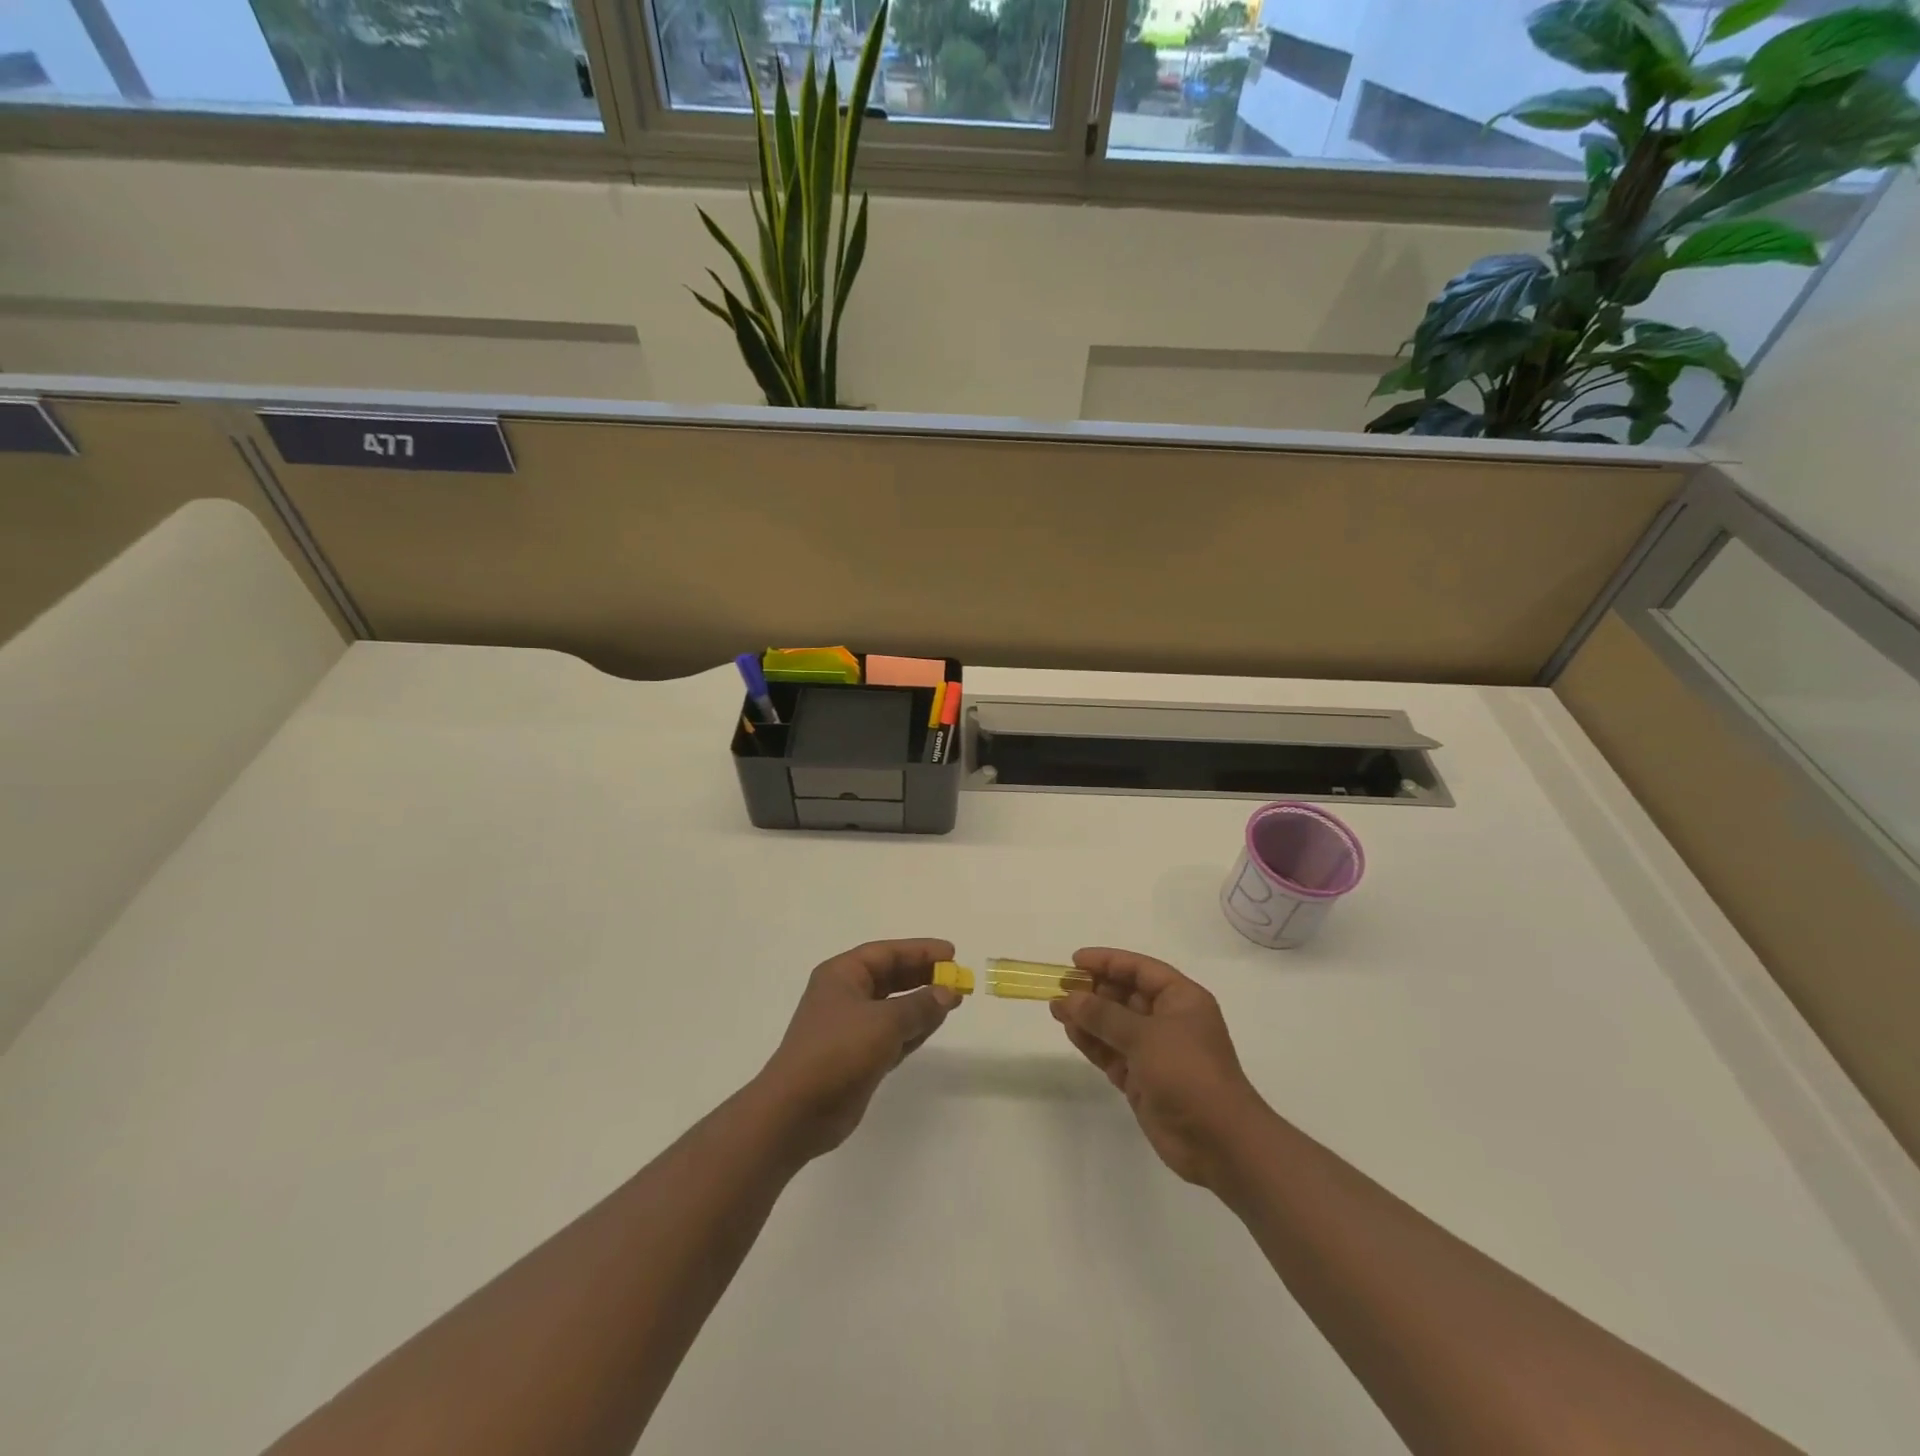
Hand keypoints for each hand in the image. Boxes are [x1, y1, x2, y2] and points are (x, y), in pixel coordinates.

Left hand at [757, 938, 961, 1159]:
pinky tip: (935, 1024)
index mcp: (842, 975)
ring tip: (954, 999)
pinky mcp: (859, 1057)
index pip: (886, 953)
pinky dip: (914, 1029)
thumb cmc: (837, 1052)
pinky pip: (893, 1034)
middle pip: (891, 977)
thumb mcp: (884, 1022)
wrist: (797, 1111)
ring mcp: (851, 1028)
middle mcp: (846, 996)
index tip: (952, 953)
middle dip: (923, 976)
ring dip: (922, 1003)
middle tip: (957, 977)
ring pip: (894, 1007)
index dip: (920, 951)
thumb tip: (947, 992)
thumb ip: (919, 1005)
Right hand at [1051, 947, 1267, 1188]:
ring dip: (1087, 1016)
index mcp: (1182, 999)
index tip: (1075, 960)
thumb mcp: (1145, 1036)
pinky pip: (1112, 1052)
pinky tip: (1070, 1032)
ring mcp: (1155, 1052)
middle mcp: (1169, 1020)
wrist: (1219, 1142)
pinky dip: (1092, 1042)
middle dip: (1094, 990)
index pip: (1140, 969)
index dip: (1108, 962)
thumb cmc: (1188, 1072)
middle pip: (1126, 995)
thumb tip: (1070, 997)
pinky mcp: (1142, 1079)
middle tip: (1060, 986)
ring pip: (1115, 1025)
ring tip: (1055, 1008)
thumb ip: (1104, 1015)